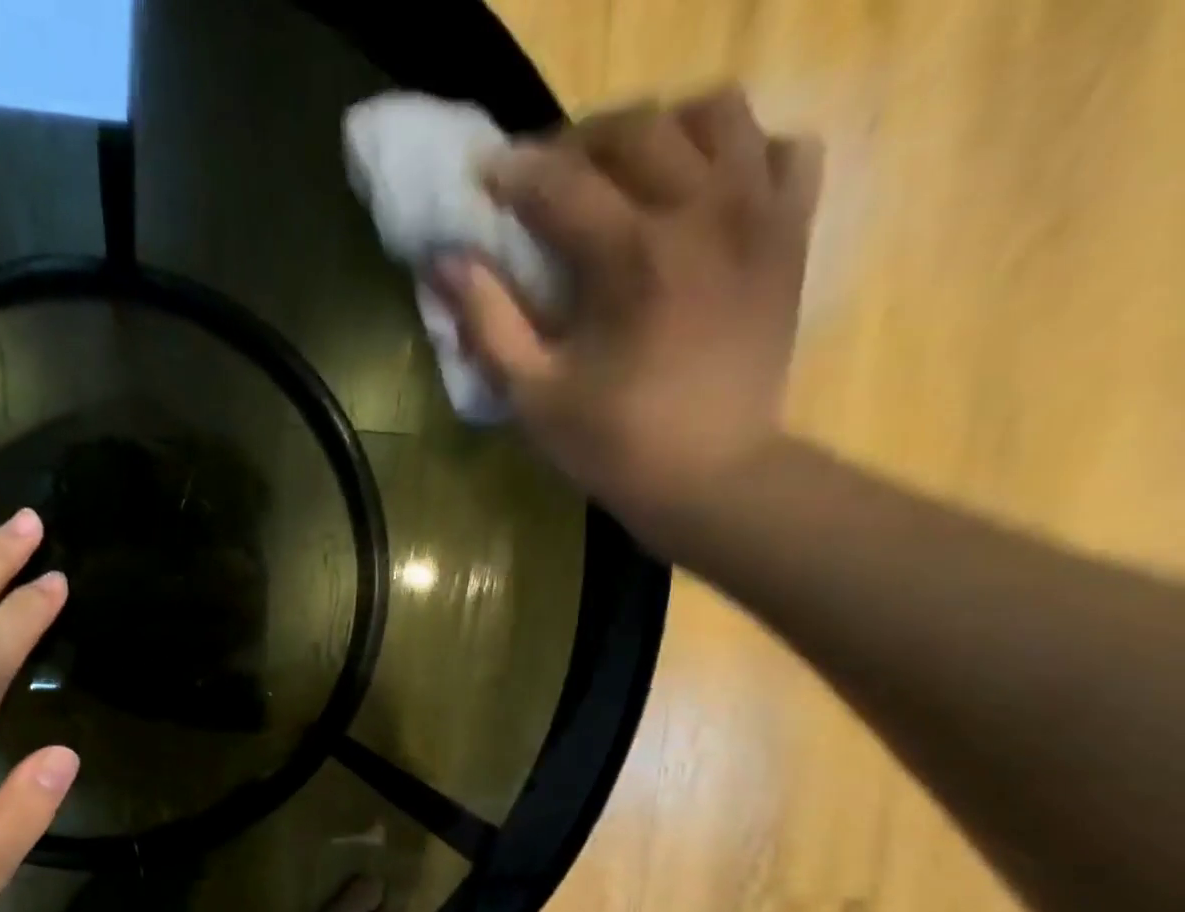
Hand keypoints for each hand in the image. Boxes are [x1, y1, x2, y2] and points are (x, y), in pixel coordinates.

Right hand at [431, 87, 822, 553]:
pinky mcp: (790, 232)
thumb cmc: (611, 445)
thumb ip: (488, 322)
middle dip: (577, 145)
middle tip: (543, 181)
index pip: (561, 183)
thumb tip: (443, 263)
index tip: (482, 180)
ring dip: (658, 131)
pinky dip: (739, 150)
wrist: (711, 475)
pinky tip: (701, 188)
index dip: (514, 175)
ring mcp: (759, 213)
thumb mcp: (532, 395)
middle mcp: (703, 210)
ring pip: (715, 114)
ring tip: (621, 174)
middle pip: (636, 129)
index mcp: (633, 256)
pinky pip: (781, 146)